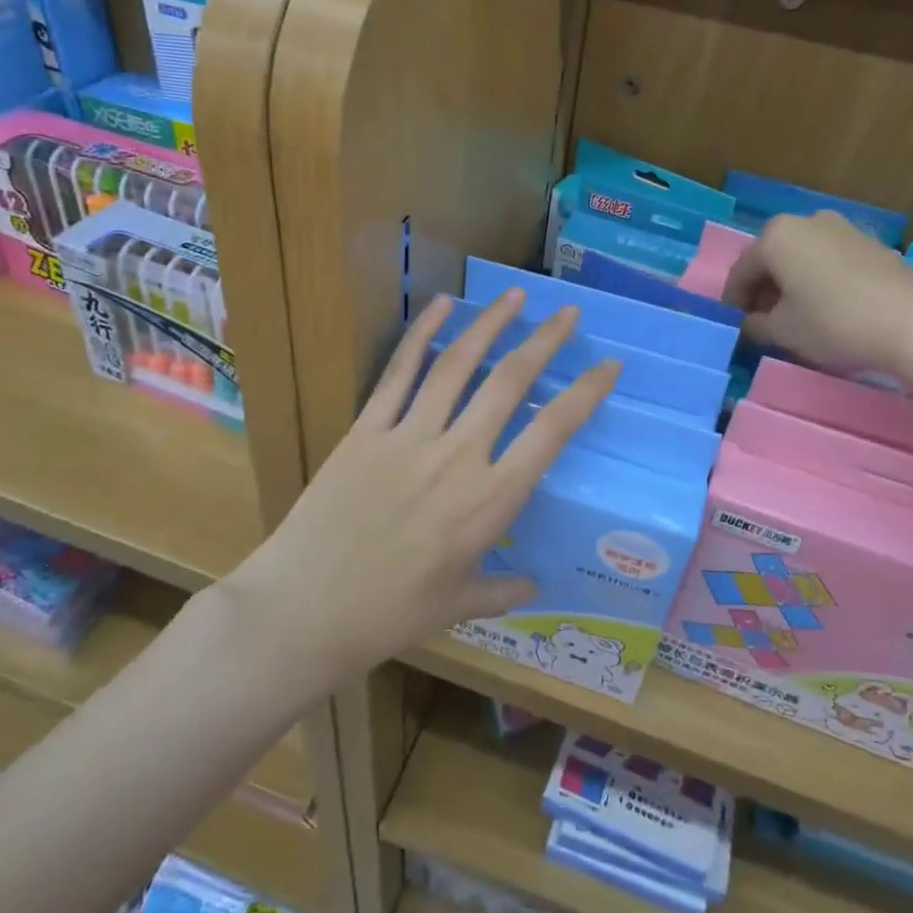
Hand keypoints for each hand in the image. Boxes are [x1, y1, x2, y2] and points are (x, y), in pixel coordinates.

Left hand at [222, 289, 618, 685]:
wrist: (304, 610)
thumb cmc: (388, 616)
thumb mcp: (457, 606)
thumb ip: (502, 589)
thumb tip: (533, 585)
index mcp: (490, 502)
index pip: (552, 432)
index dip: (587, 393)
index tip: (609, 366)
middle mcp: (458, 457)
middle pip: (510, 382)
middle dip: (545, 340)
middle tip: (568, 313)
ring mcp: (409, 436)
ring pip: (459, 365)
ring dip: (491, 324)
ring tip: (516, 295)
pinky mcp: (367, 429)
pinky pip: (400, 372)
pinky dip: (423, 334)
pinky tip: (443, 305)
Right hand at [722, 212, 912, 376]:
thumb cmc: (834, 323)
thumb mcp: (782, 331)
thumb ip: (755, 324)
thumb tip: (751, 322)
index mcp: (776, 235)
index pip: (741, 271)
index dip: (733, 302)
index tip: (734, 326)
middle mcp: (807, 221)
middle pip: (772, 259)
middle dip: (763, 290)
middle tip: (762, 323)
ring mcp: (843, 228)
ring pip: (801, 258)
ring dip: (791, 285)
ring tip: (795, 318)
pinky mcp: (871, 243)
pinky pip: (829, 261)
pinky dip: (818, 281)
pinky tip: (826, 308)